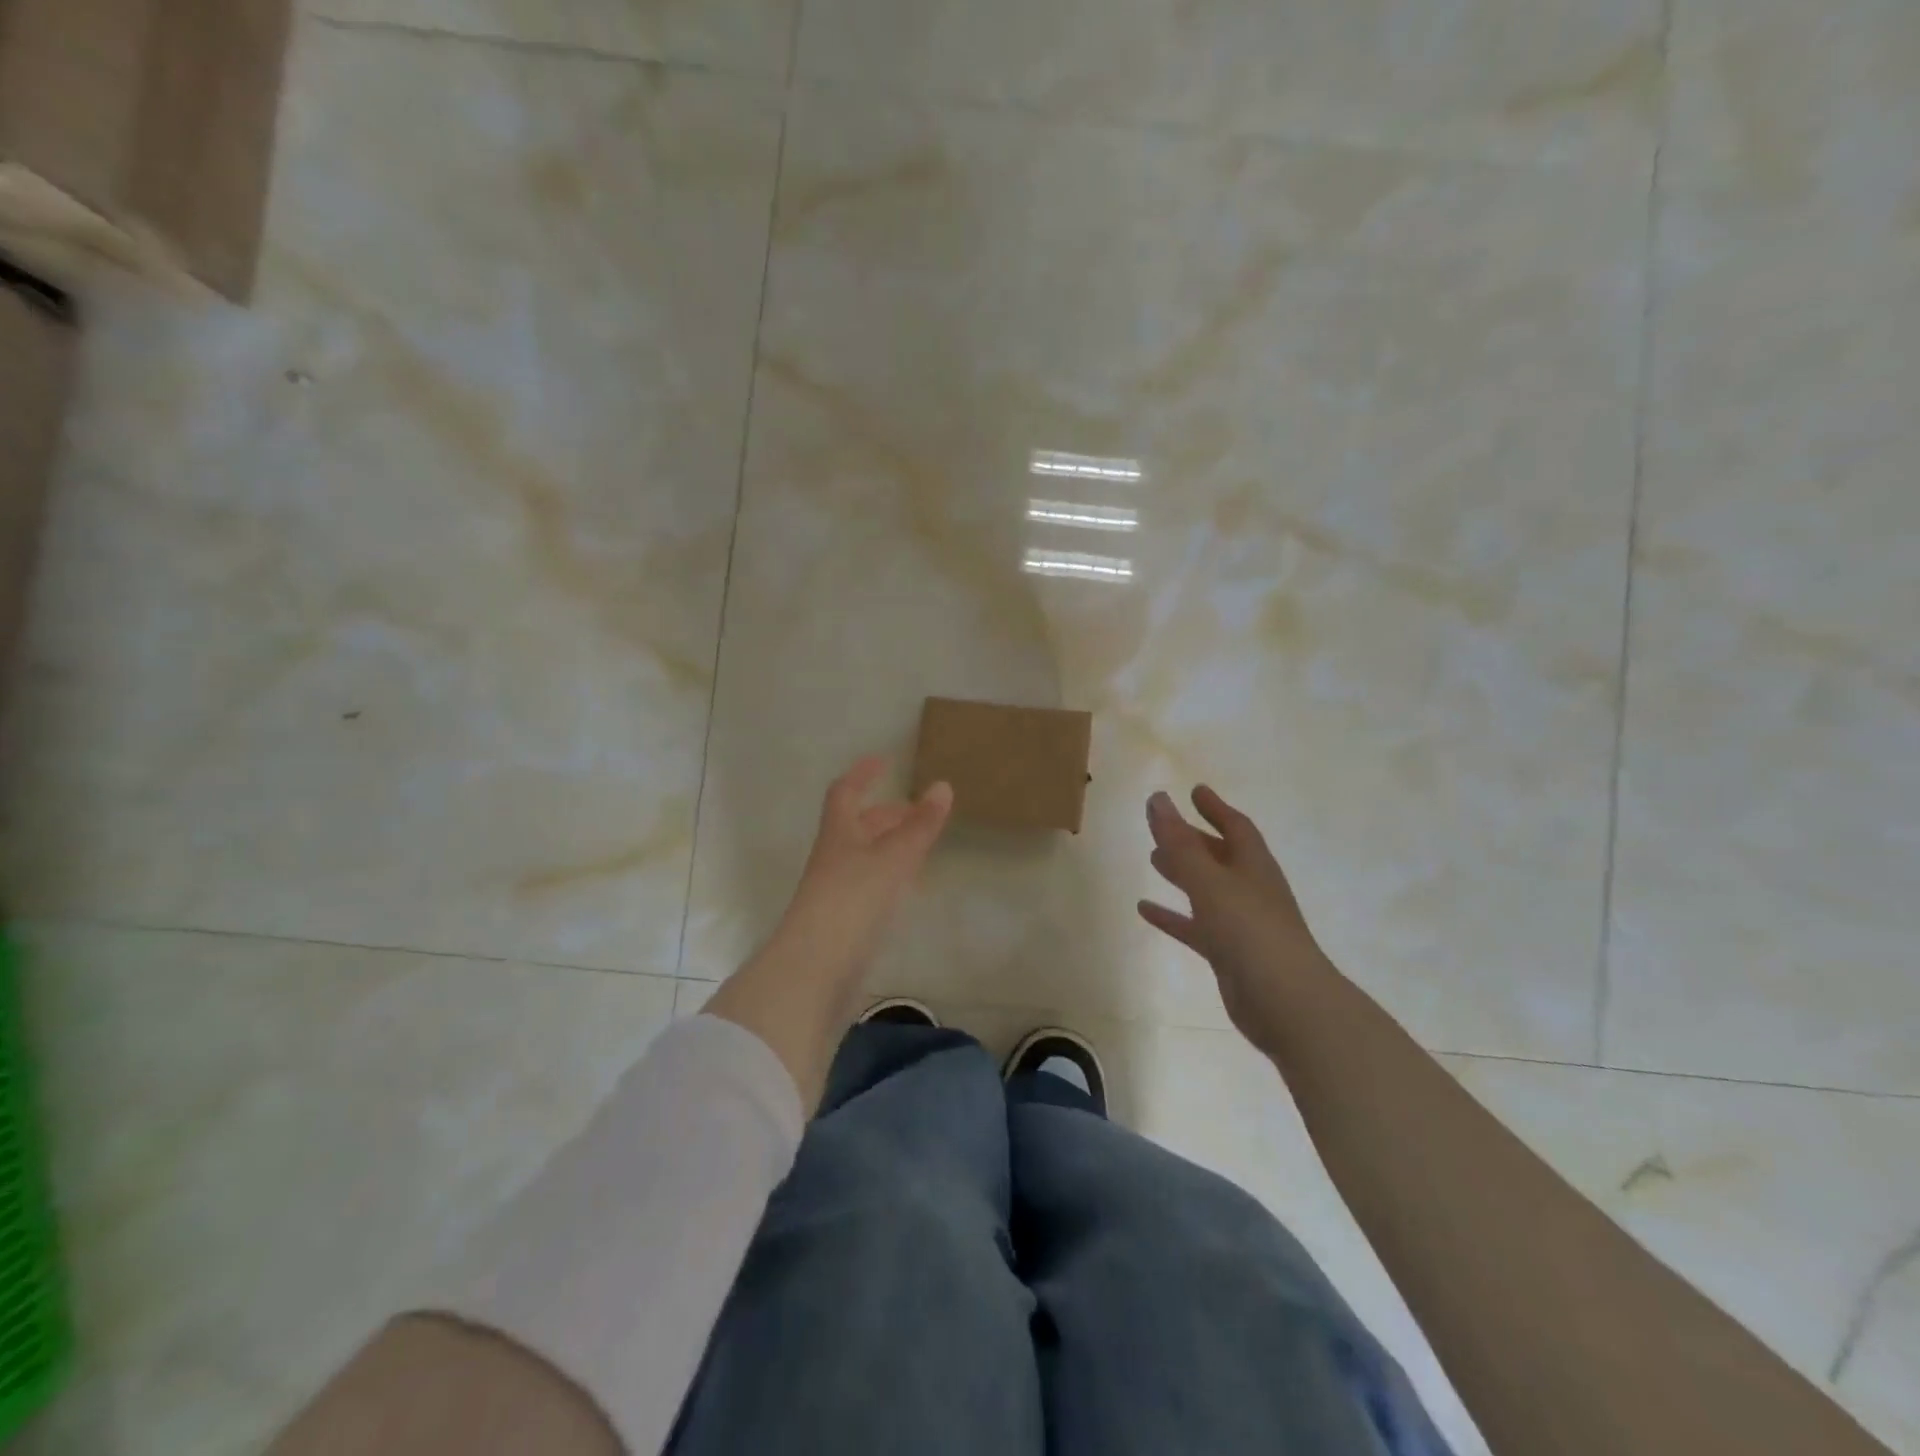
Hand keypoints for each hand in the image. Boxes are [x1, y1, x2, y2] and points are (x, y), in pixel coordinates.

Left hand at [766, 755, 952, 991]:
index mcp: (839, 834)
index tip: (884, 761)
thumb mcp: (893, 857)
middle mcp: (834, 857)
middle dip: (886, 814)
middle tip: (917, 811)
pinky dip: (891, 876)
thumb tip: (942, 786)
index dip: (863, 774)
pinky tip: (908, 888)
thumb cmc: (853, 900)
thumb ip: (919, 826)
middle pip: (857, 826)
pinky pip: (870, 886)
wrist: (816, 969)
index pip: (846, 792)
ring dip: (890, 845)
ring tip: (920, 846)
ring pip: (865, 857)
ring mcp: (837, 891)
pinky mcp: (845, 921)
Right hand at [1138, 786, 1335, 1050]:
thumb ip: (1180, 843)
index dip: (1215, 808)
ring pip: (1207, 890)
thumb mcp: (1209, 881)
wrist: (1288, 1004)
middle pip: (1221, 856)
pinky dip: (1173, 916)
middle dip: (1194, 840)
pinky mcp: (1230, 954)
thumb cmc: (1250, 931)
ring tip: (1153, 860)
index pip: (1236, 826)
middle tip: (1165, 828)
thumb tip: (1158, 798)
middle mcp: (1250, 890)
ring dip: (1182, 874)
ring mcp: (1242, 924)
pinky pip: (1196, 926)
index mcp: (1254, 866)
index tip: (1195, 791)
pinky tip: (1145, 910)